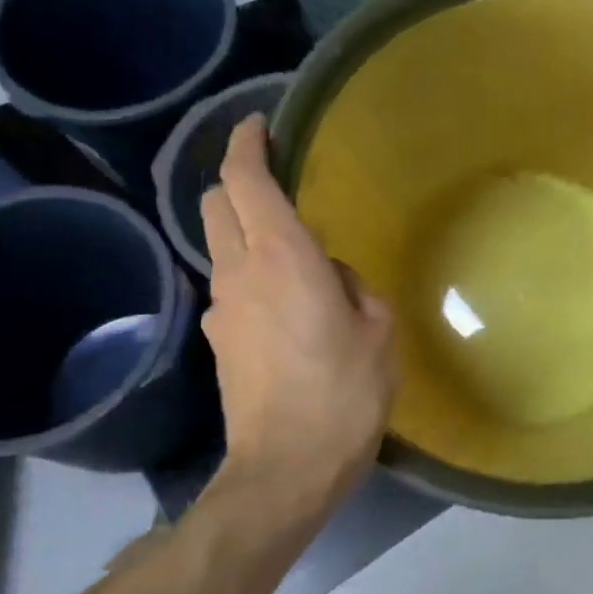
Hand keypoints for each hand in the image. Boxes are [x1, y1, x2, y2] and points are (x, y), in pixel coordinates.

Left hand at [201, 115, 397, 508]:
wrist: (285, 468)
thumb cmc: (343, 393)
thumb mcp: (377, 332)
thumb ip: (354, 288)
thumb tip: (331, 278)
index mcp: (282, 256)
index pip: (245, 179)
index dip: (247, 144)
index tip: (258, 125)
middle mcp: (239, 272)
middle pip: (215, 204)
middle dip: (237, 182)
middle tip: (276, 185)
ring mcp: (221, 309)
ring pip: (220, 246)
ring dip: (246, 233)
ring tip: (294, 255)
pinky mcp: (218, 342)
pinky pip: (232, 288)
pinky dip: (251, 276)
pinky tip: (287, 306)